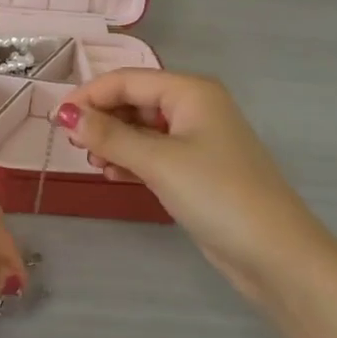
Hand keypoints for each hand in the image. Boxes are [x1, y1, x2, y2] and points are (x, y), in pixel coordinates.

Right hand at [57, 70, 332, 303]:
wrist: (278, 257)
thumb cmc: (217, 194)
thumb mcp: (158, 161)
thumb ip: (108, 136)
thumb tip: (65, 115)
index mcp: (190, 91)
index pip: (127, 80)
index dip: (90, 95)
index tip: (57, 118)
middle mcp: (194, 107)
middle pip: (135, 101)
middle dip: (103, 120)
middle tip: (76, 146)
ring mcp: (198, 139)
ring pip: (142, 128)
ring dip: (115, 141)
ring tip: (94, 164)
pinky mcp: (198, 169)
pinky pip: (154, 152)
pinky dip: (132, 159)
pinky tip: (113, 174)